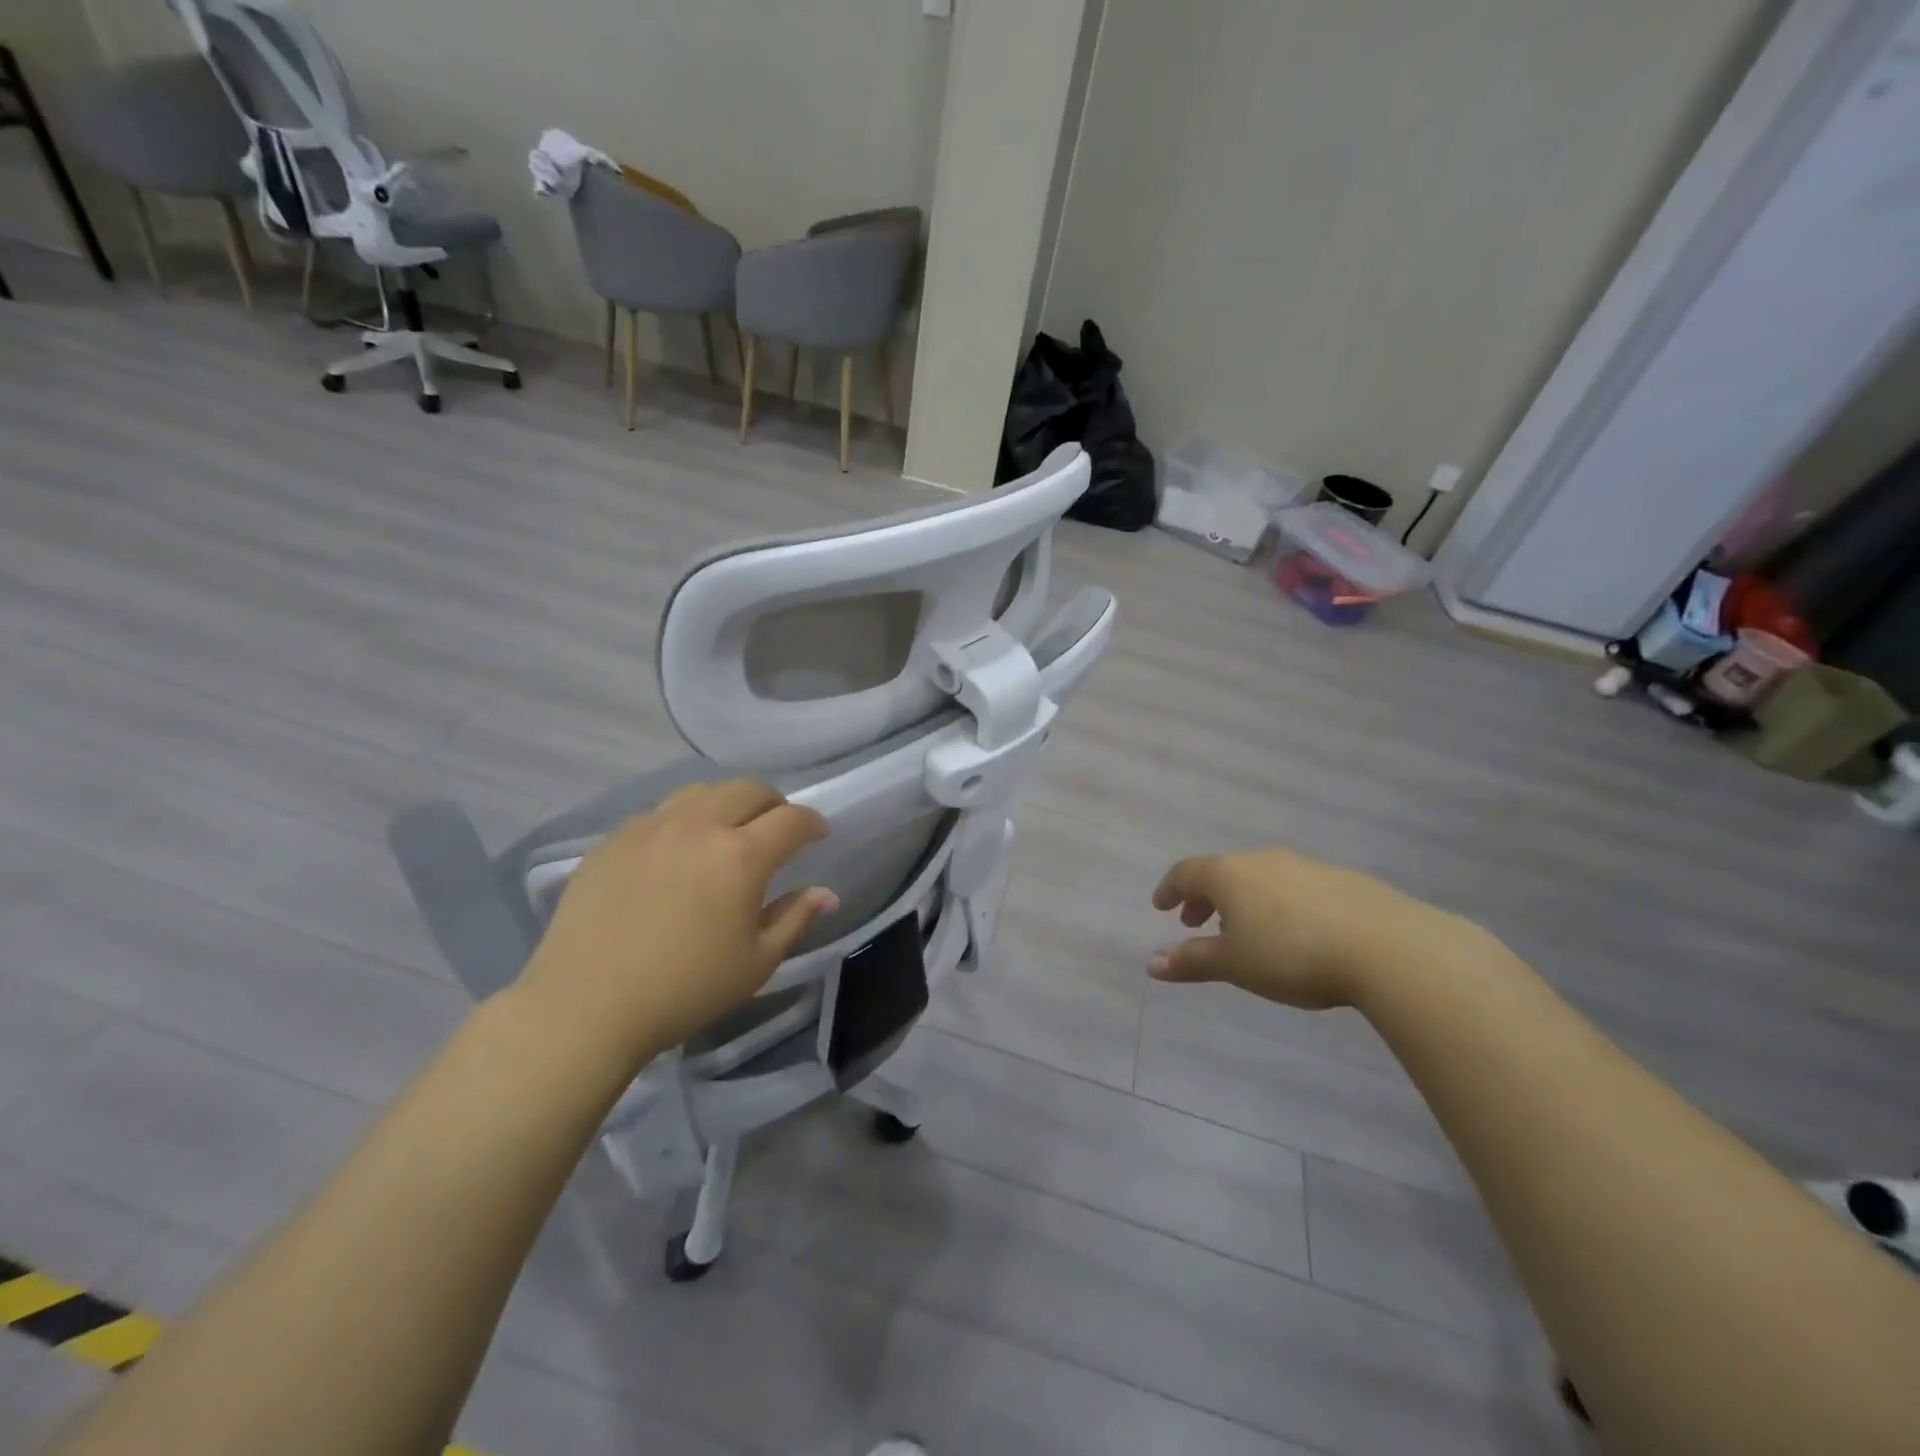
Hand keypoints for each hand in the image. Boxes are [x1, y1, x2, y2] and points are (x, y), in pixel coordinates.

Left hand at [515, 780, 836, 1070]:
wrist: (585, 1007)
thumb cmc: (684, 990)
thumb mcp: (756, 962)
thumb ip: (795, 918)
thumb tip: (825, 893)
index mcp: (741, 856)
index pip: (792, 819)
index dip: (813, 823)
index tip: (818, 835)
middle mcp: (698, 826)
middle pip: (749, 789)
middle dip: (774, 803)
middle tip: (777, 829)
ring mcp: (650, 827)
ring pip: (702, 792)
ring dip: (728, 803)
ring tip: (728, 830)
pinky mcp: (613, 839)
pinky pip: (660, 812)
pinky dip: (683, 820)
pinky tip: (677, 852)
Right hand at [1149, 848, 1469, 1009]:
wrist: (1386, 946)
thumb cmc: (1291, 954)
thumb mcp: (1234, 965)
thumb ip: (1191, 961)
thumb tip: (1151, 963)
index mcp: (1229, 874)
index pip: (1186, 872)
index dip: (1170, 889)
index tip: (1161, 907)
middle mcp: (1262, 860)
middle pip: (1223, 872)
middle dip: (1205, 897)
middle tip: (1198, 924)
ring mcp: (1305, 866)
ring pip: (1260, 878)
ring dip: (1243, 901)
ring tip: (1246, 933)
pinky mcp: (1342, 880)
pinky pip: (1294, 887)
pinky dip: (1279, 904)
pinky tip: (1295, 933)